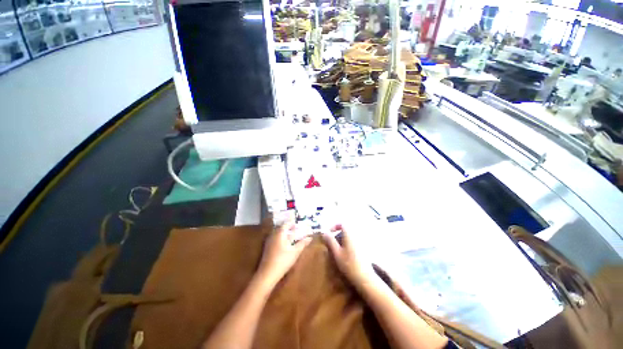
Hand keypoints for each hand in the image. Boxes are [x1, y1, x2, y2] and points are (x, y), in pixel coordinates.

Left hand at [257, 222, 311, 285]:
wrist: (267, 274)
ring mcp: (269, 241)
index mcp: (280, 233)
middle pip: (281, 228)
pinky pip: (275, 238)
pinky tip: (286, 243)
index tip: (298, 223)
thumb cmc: (283, 261)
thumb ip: (302, 243)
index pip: (286, 224)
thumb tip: (310, 237)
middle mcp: (273, 235)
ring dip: (285, 233)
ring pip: (278, 233)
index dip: (292, 223)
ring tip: (293, 235)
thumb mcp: (295, 252)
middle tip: (296, 228)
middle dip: (289, 227)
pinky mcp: (268, 248)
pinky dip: (281, 238)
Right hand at [322, 224, 375, 287]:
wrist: (365, 278)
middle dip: (337, 234)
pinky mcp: (364, 249)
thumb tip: (324, 232)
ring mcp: (361, 242)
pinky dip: (348, 244)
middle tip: (331, 243)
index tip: (329, 234)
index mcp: (349, 234)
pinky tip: (345, 255)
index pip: (342, 223)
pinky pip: (354, 241)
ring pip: (350, 236)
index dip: (334, 226)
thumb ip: (330, 241)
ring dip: (342, 239)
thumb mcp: (336, 252)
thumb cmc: (349, 264)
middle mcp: (356, 235)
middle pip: (346, 229)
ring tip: (337, 250)